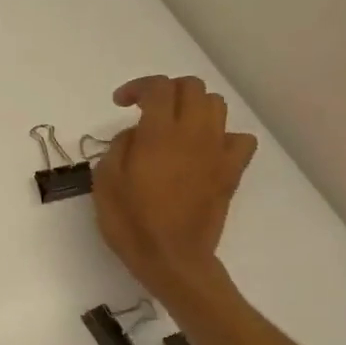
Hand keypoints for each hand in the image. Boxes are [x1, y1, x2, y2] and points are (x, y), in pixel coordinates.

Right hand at [92, 74, 257, 304]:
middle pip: (191, 88)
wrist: (171, 257)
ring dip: (194, 107)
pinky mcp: (231, 171)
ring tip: (175, 126)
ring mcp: (217, 151)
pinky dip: (222, 136)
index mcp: (158, 134)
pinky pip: (239, 138)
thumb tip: (136, 134)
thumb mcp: (105, 181)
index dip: (138, 87)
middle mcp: (193, 133)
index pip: (158, 87)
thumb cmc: (131, 222)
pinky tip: (204, 149)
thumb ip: (119, 147)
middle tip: (147, 110)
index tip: (121, 103)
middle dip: (167, 91)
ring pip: (216, 105)